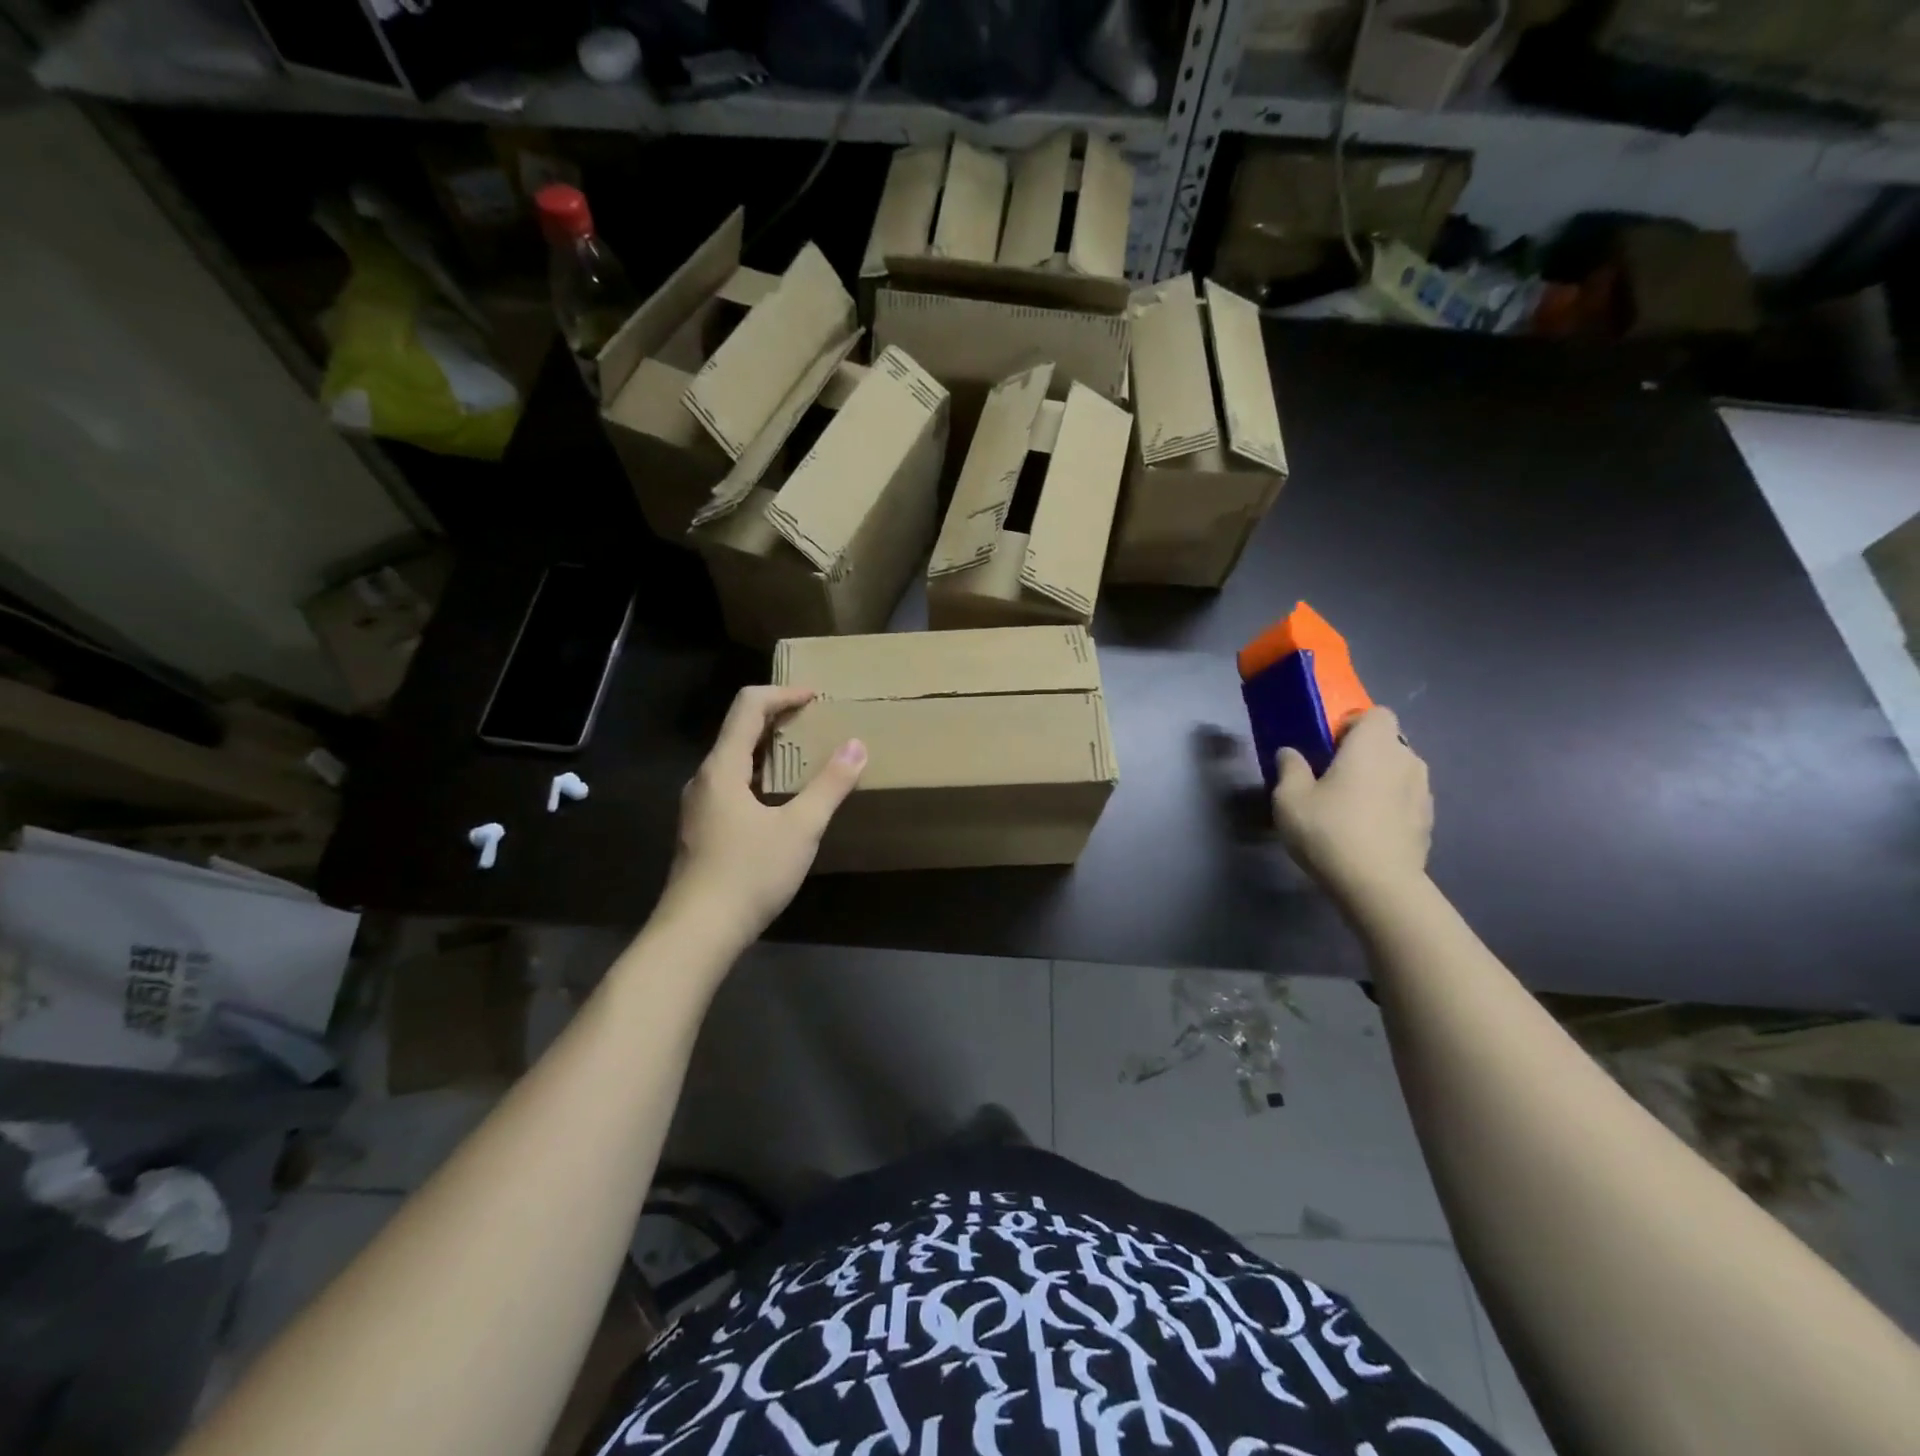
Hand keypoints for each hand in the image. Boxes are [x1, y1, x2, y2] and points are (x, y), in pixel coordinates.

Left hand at [664, 686, 865, 940]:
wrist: (696, 933)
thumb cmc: (749, 874)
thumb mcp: (800, 829)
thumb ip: (829, 785)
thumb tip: (856, 745)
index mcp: (723, 767)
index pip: (748, 706)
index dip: (783, 694)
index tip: (816, 697)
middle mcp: (705, 778)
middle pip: (739, 730)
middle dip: (778, 718)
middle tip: (816, 722)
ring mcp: (699, 806)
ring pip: (735, 760)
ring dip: (769, 749)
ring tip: (804, 757)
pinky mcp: (701, 830)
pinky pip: (732, 785)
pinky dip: (760, 775)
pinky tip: (781, 799)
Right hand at [1272, 707, 1431, 903]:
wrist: (1379, 885)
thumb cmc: (1330, 830)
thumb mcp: (1289, 798)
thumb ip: (1290, 768)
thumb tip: (1290, 752)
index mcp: (1374, 745)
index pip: (1375, 713)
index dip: (1352, 724)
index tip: (1328, 746)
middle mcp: (1406, 760)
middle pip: (1388, 742)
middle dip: (1364, 753)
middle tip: (1333, 777)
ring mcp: (1423, 792)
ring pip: (1398, 771)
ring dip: (1378, 780)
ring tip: (1350, 806)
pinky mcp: (1428, 821)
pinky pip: (1405, 800)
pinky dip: (1389, 806)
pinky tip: (1366, 831)